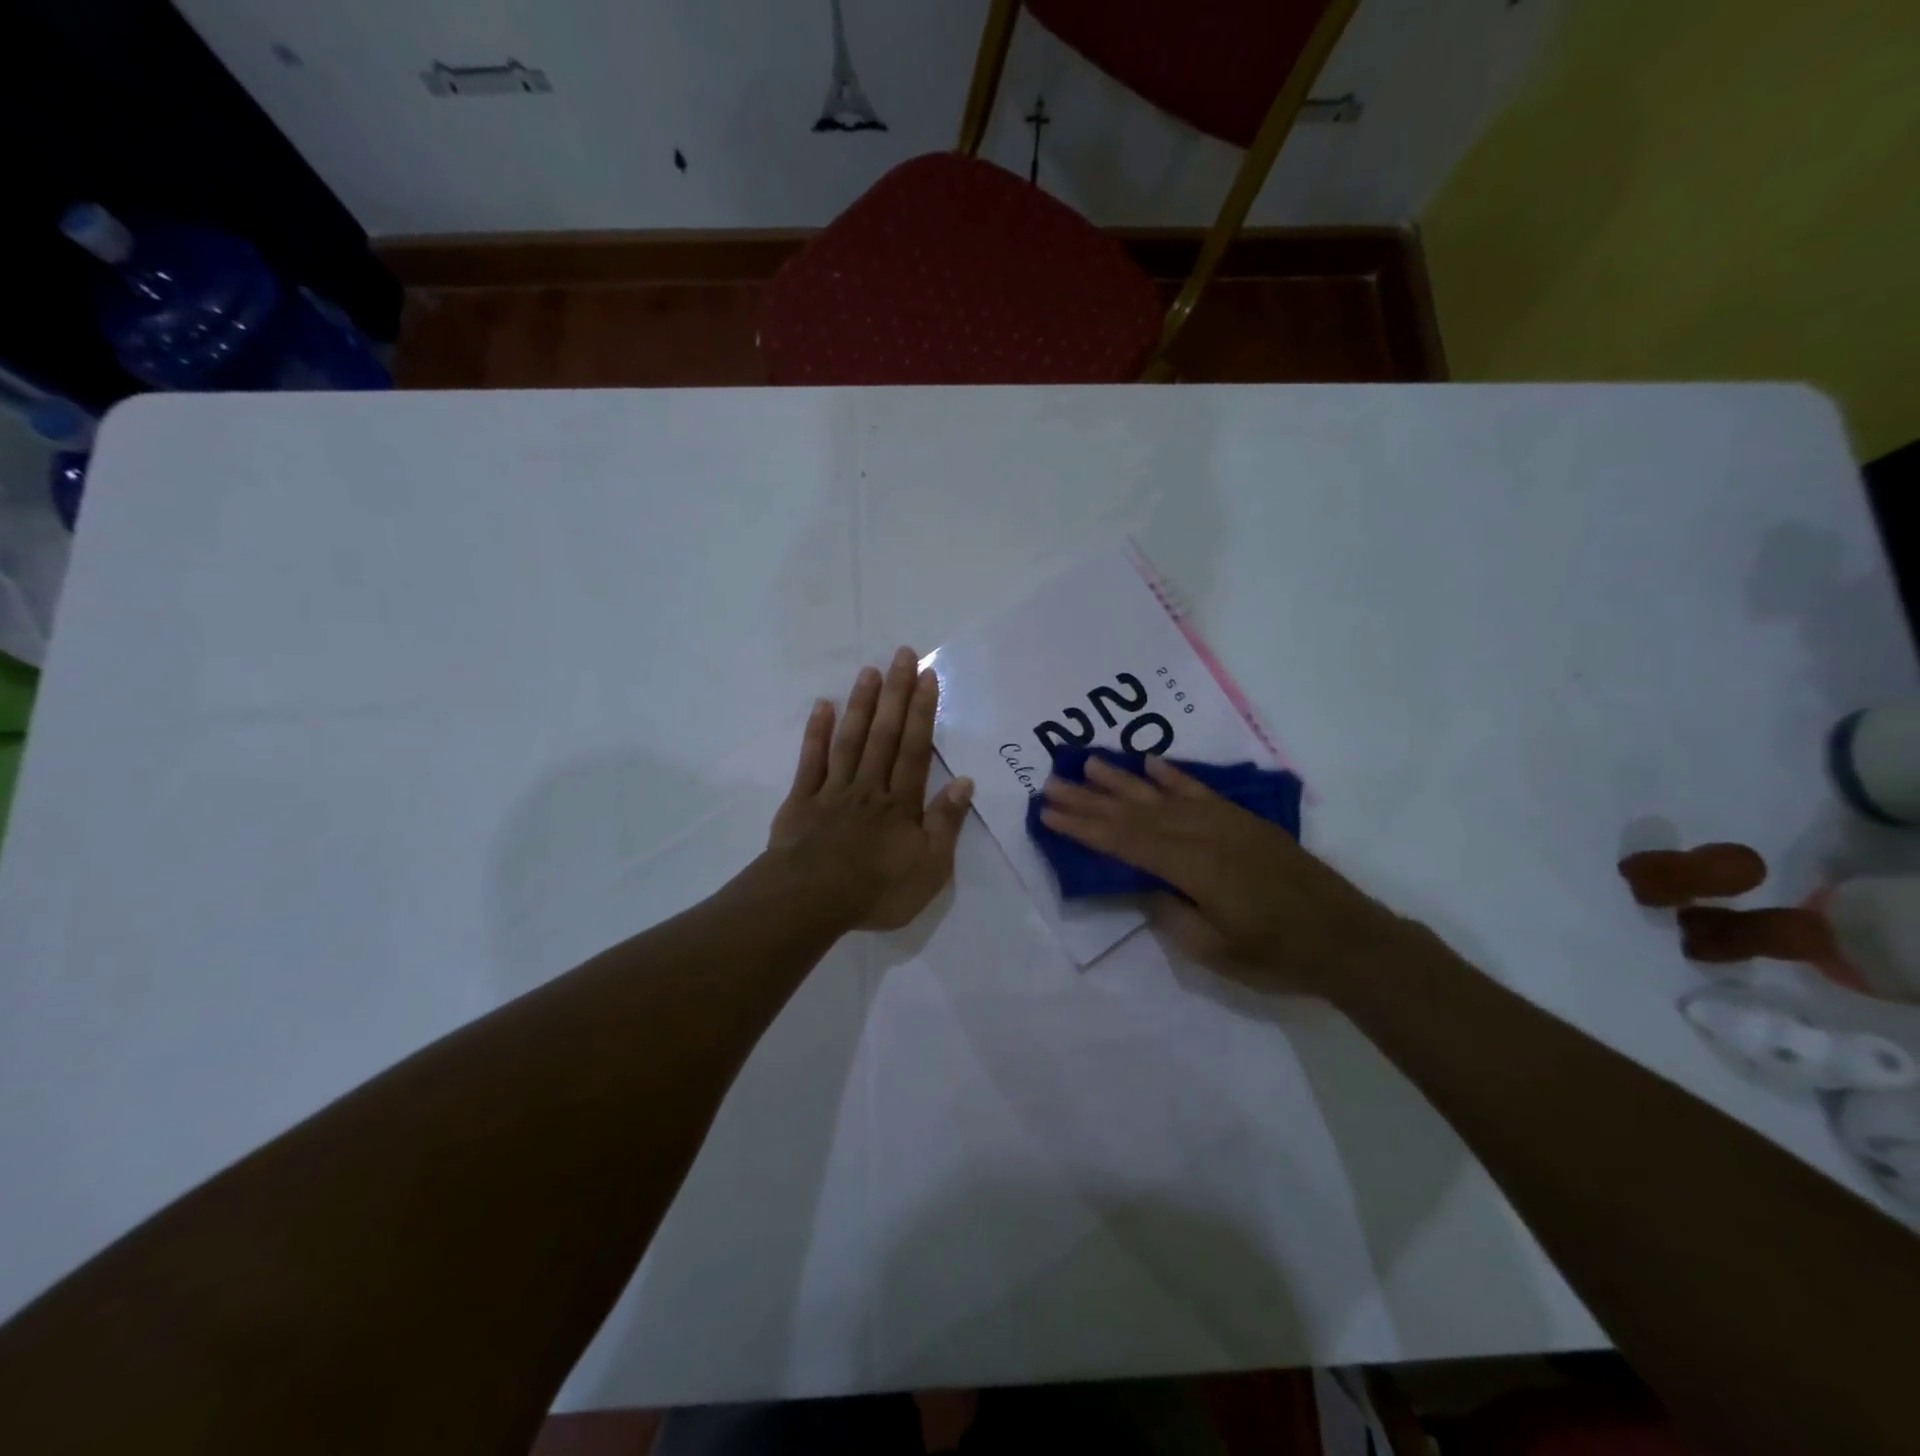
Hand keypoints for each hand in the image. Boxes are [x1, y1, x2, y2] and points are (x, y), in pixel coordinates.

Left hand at [768, 646, 974, 931]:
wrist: (809, 901)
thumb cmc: (876, 890)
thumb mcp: (929, 868)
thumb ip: (945, 824)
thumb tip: (964, 782)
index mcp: (901, 803)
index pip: (916, 749)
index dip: (923, 712)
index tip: (927, 677)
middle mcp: (869, 787)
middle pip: (885, 734)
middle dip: (896, 694)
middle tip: (902, 654)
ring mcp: (833, 790)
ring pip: (850, 740)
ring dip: (862, 704)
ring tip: (870, 671)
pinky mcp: (802, 801)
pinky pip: (811, 761)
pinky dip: (816, 733)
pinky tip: (822, 706)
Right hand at [1039, 755, 1406, 995]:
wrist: (1345, 936)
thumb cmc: (1276, 953)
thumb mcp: (1213, 950)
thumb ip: (1170, 912)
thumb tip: (1141, 884)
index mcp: (1191, 866)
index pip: (1124, 841)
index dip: (1083, 827)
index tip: (1048, 813)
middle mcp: (1201, 833)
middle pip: (1134, 811)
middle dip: (1089, 799)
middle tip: (1051, 783)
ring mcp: (1223, 821)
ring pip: (1160, 793)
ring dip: (1121, 778)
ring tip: (1086, 763)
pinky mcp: (1241, 819)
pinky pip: (1198, 789)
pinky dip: (1171, 774)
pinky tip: (1149, 762)